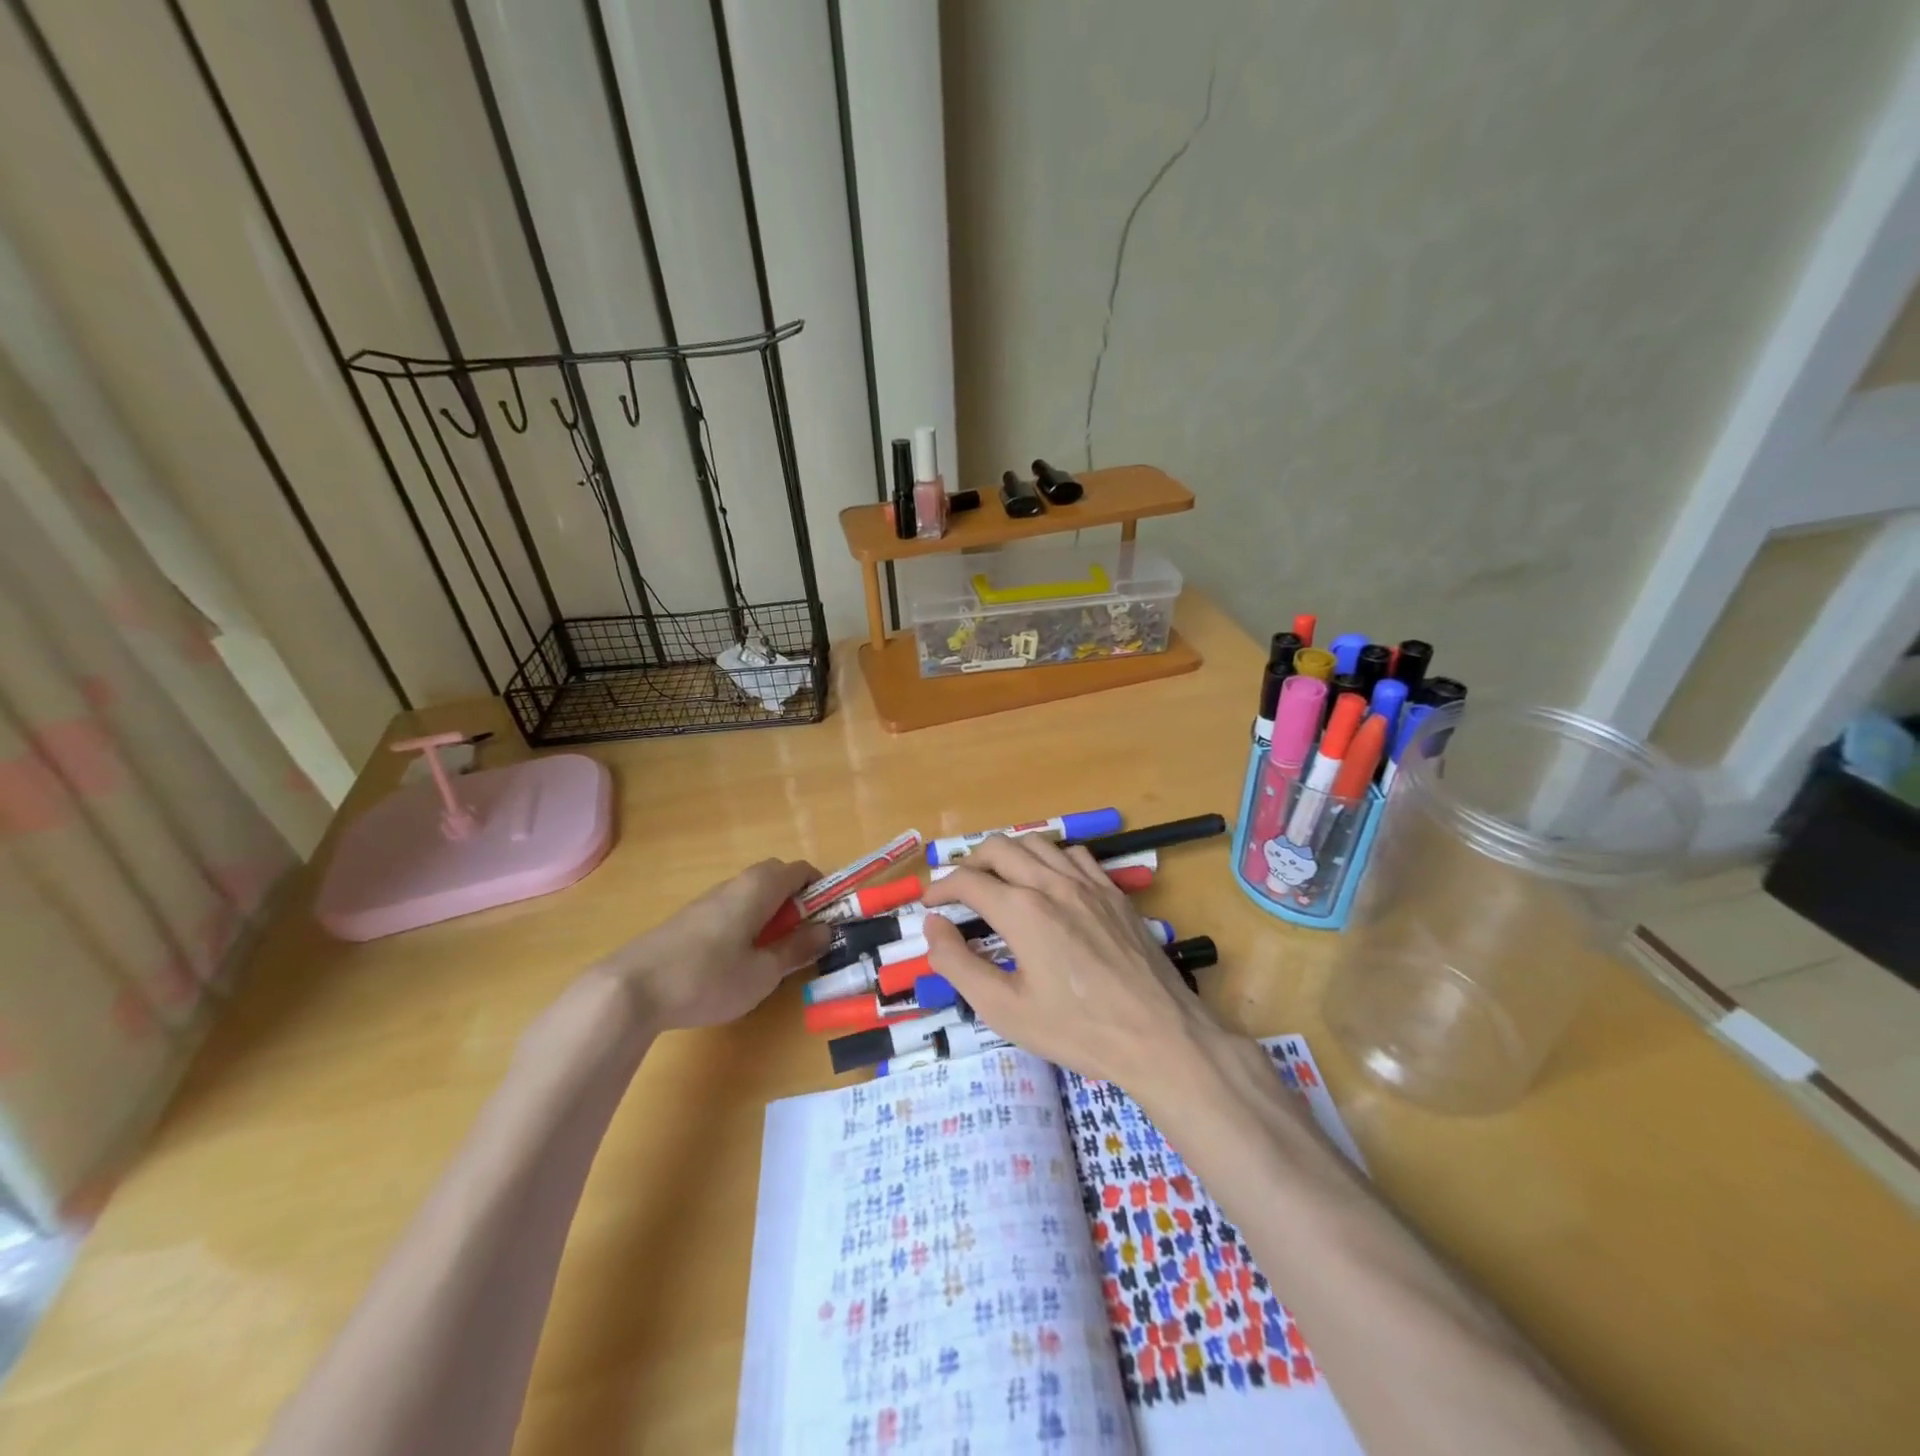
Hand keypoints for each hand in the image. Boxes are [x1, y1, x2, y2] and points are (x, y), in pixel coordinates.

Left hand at [594, 859, 829, 1031]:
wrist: (629, 990)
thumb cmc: (708, 978)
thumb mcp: (763, 973)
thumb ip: (797, 949)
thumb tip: (825, 930)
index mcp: (759, 888)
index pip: (800, 870)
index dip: (820, 890)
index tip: (828, 920)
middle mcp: (734, 884)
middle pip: (774, 878)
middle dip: (795, 902)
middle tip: (800, 939)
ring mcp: (706, 901)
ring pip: (750, 896)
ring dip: (768, 916)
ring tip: (768, 957)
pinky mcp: (686, 920)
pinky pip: (729, 910)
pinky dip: (744, 925)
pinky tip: (733, 964)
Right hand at [921, 835, 1223, 1093]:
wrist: (1159, 1036)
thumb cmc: (1077, 1030)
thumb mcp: (1004, 1010)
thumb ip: (958, 965)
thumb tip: (933, 928)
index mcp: (1022, 910)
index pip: (968, 881)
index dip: (940, 888)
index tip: (928, 904)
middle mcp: (1053, 883)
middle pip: (999, 847)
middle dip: (970, 861)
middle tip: (958, 889)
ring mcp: (1089, 884)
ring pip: (1037, 843)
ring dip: (1008, 854)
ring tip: (998, 879)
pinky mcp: (1115, 893)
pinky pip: (1075, 855)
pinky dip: (1049, 858)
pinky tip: (1049, 881)